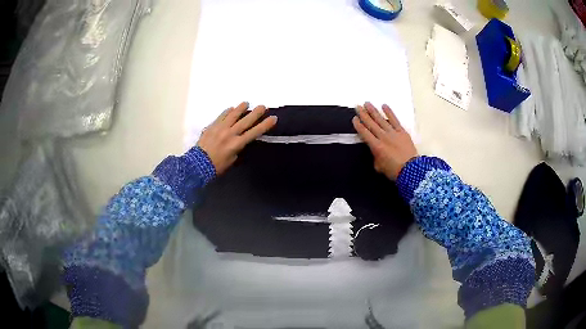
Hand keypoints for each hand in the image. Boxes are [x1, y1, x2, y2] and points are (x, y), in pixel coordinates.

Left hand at [197, 102, 276, 174]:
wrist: (198, 164)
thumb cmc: (217, 166)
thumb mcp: (232, 160)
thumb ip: (238, 149)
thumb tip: (240, 140)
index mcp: (237, 144)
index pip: (255, 132)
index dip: (265, 125)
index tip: (273, 118)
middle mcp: (230, 133)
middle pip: (246, 121)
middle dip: (256, 113)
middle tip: (263, 106)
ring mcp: (220, 128)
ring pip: (233, 115)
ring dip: (241, 108)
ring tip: (247, 103)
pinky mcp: (212, 126)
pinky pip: (221, 116)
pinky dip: (227, 112)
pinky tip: (231, 109)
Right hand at [352, 102, 416, 179]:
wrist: (411, 170)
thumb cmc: (394, 171)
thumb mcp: (379, 167)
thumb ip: (375, 157)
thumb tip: (375, 152)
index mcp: (376, 146)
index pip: (365, 133)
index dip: (359, 125)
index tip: (354, 118)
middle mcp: (383, 137)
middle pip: (371, 123)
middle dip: (363, 114)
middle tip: (358, 106)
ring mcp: (393, 133)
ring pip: (381, 119)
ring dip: (373, 111)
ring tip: (367, 103)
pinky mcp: (402, 132)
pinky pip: (394, 120)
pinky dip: (389, 112)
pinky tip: (384, 106)